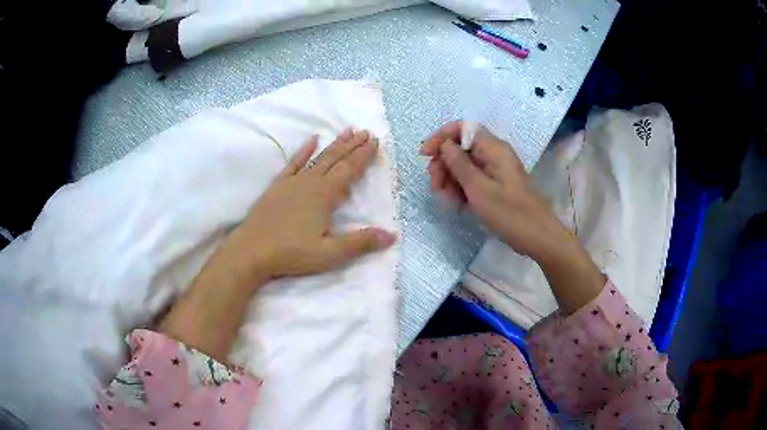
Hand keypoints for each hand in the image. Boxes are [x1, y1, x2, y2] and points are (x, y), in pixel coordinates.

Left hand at [218, 128, 396, 285]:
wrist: (251, 251)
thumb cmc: (291, 253)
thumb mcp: (329, 253)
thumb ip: (359, 243)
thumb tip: (391, 236)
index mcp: (324, 196)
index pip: (349, 170)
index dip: (363, 156)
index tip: (375, 142)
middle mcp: (309, 183)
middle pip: (335, 159)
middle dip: (352, 146)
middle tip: (366, 132)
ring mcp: (292, 182)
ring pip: (318, 158)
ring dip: (334, 145)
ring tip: (347, 131)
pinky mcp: (277, 186)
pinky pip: (293, 163)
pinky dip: (304, 150)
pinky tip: (311, 140)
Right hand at [421, 121, 604, 313]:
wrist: (537, 237)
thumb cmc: (509, 213)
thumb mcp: (479, 188)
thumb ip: (459, 163)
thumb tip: (444, 144)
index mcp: (494, 149)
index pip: (463, 128)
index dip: (441, 137)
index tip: (425, 155)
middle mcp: (494, 154)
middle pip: (461, 147)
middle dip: (443, 163)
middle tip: (434, 185)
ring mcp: (496, 171)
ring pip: (465, 165)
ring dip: (450, 178)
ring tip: (444, 198)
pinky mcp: (496, 186)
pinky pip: (473, 180)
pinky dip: (461, 188)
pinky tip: (456, 204)